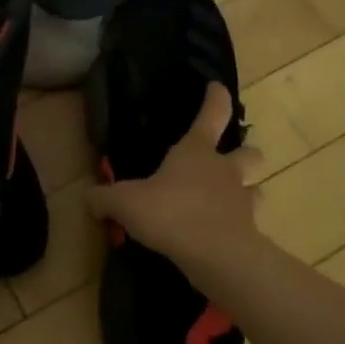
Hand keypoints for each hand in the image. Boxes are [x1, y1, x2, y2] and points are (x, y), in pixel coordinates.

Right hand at [86, 82, 263, 274]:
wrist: (217, 256)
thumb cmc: (171, 213)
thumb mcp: (125, 203)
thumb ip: (104, 199)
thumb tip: (88, 199)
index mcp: (196, 152)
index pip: (212, 114)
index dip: (216, 98)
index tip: (217, 87)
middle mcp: (224, 171)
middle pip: (249, 153)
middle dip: (245, 153)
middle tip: (231, 160)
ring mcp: (242, 202)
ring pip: (256, 189)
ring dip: (247, 191)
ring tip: (228, 201)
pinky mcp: (249, 233)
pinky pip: (248, 225)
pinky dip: (238, 228)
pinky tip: (220, 236)